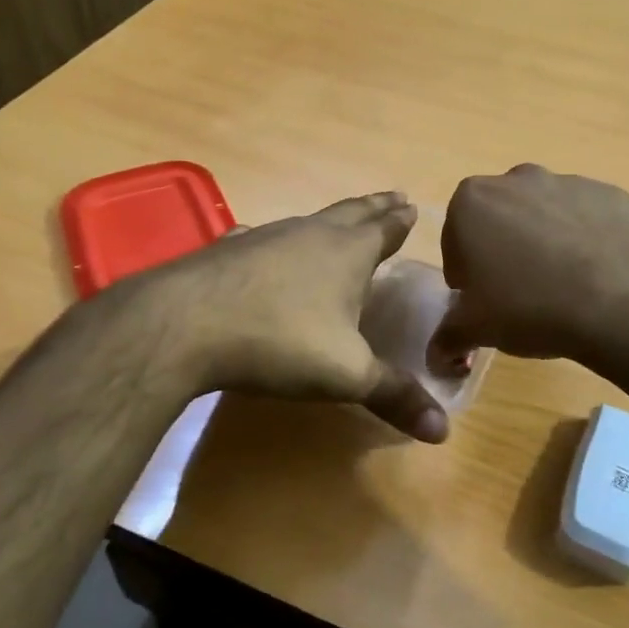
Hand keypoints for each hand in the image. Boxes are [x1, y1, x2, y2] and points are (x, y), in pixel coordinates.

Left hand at [126, 192, 449, 441]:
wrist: (185, 324)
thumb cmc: (279, 341)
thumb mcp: (346, 374)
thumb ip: (394, 396)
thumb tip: (444, 430)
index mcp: (347, 253)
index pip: (384, 229)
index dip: (400, 221)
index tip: (411, 206)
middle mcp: (310, 234)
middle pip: (352, 212)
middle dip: (375, 207)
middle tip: (394, 197)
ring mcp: (266, 237)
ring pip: (309, 221)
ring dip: (330, 220)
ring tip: (339, 222)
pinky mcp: (228, 250)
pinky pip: (263, 237)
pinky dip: (276, 240)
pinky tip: (263, 244)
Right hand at [429, 165, 628, 365]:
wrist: (622, 302)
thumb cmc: (530, 307)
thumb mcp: (477, 329)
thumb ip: (448, 336)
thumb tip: (436, 355)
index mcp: (472, 201)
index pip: (455, 238)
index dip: (466, 272)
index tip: (482, 299)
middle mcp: (516, 179)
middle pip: (499, 218)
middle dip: (503, 249)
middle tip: (519, 293)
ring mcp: (568, 182)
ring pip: (544, 214)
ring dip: (544, 241)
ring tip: (562, 286)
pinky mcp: (610, 194)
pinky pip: (587, 217)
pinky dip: (585, 239)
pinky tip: (595, 275)